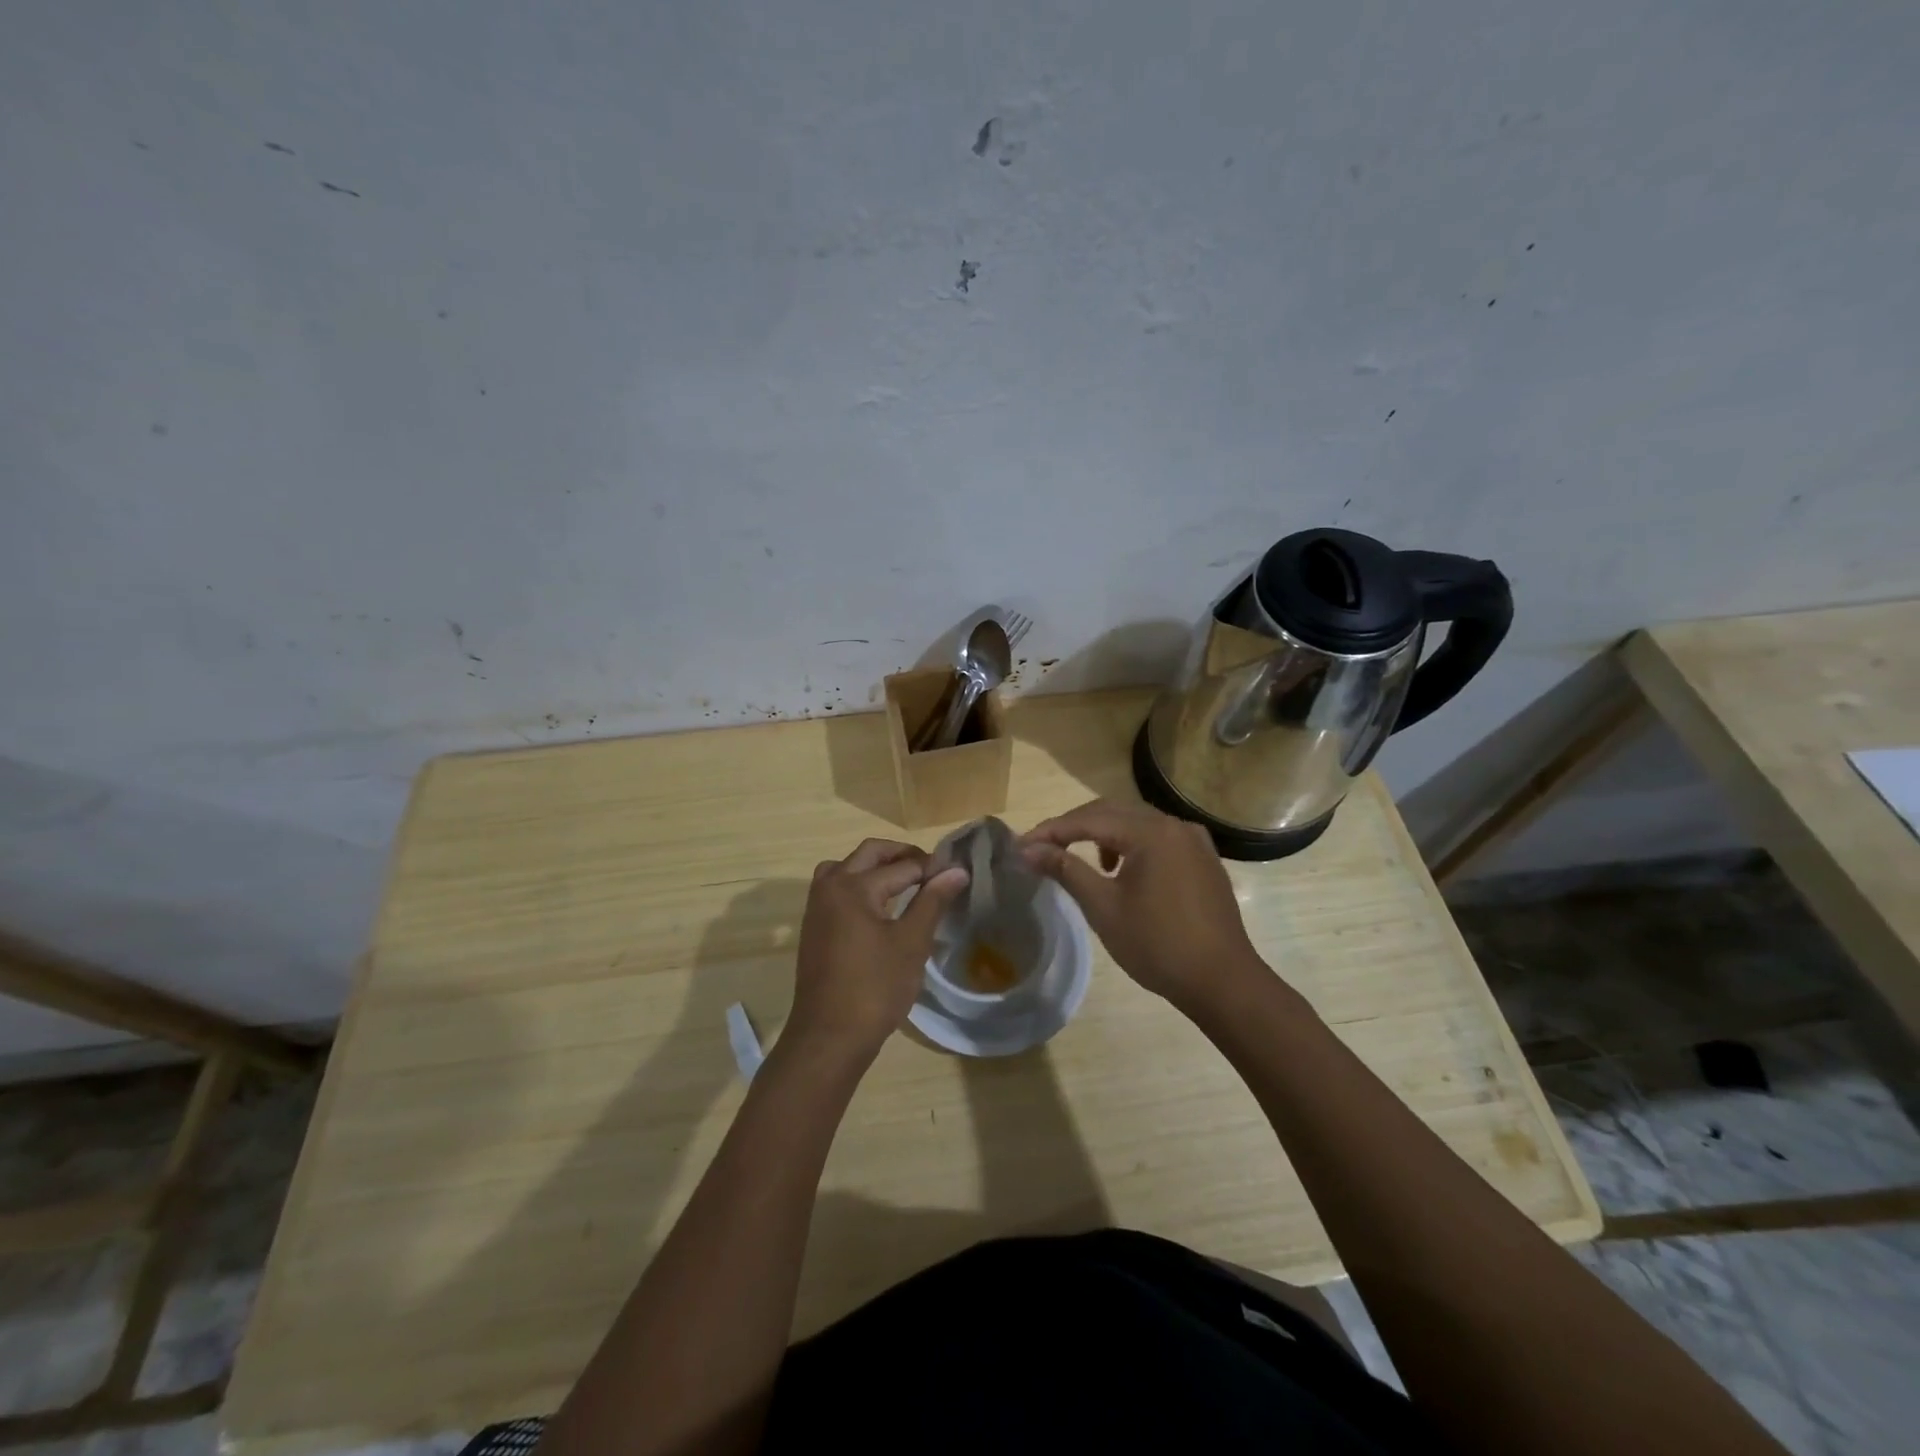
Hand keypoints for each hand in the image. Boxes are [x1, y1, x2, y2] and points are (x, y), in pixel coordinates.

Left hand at [786, 838, 968, 1065]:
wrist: (829, 1036)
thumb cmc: (875, 988)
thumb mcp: (911, 942)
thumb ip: (932, 901)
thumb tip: (956, 870)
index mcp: (853, 886)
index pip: (902, 865)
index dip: (932, 868)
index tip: (957, 873)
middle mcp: (830, 886)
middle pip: (869, 853)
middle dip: (902, 855)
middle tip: (932, 869)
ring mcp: (817, 906)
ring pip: (846, 867)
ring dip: (875, 865)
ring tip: (905, 881)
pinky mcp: (814, 926)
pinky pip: (836, 888)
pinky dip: (859, 883)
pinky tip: (880, 905)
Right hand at [1021, 800, 1265, 1008]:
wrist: (1222, 982)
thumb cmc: (1158, 945)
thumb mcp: (1104, 907)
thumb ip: (1066, 870)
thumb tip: (1028, 850)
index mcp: (1151, 832)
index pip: (1088, 819)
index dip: (1051, 830)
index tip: (1020, 845)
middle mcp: (1174, 825)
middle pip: (1113, 811)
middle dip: (1075, 826)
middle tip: (1044, 847)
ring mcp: (1194, 841)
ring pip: (1137, 822)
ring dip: (1104, 834)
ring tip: (1084, 862)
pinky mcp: (1204, 860)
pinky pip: (1159, 838)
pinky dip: (1132, 845)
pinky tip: (1124, 872)